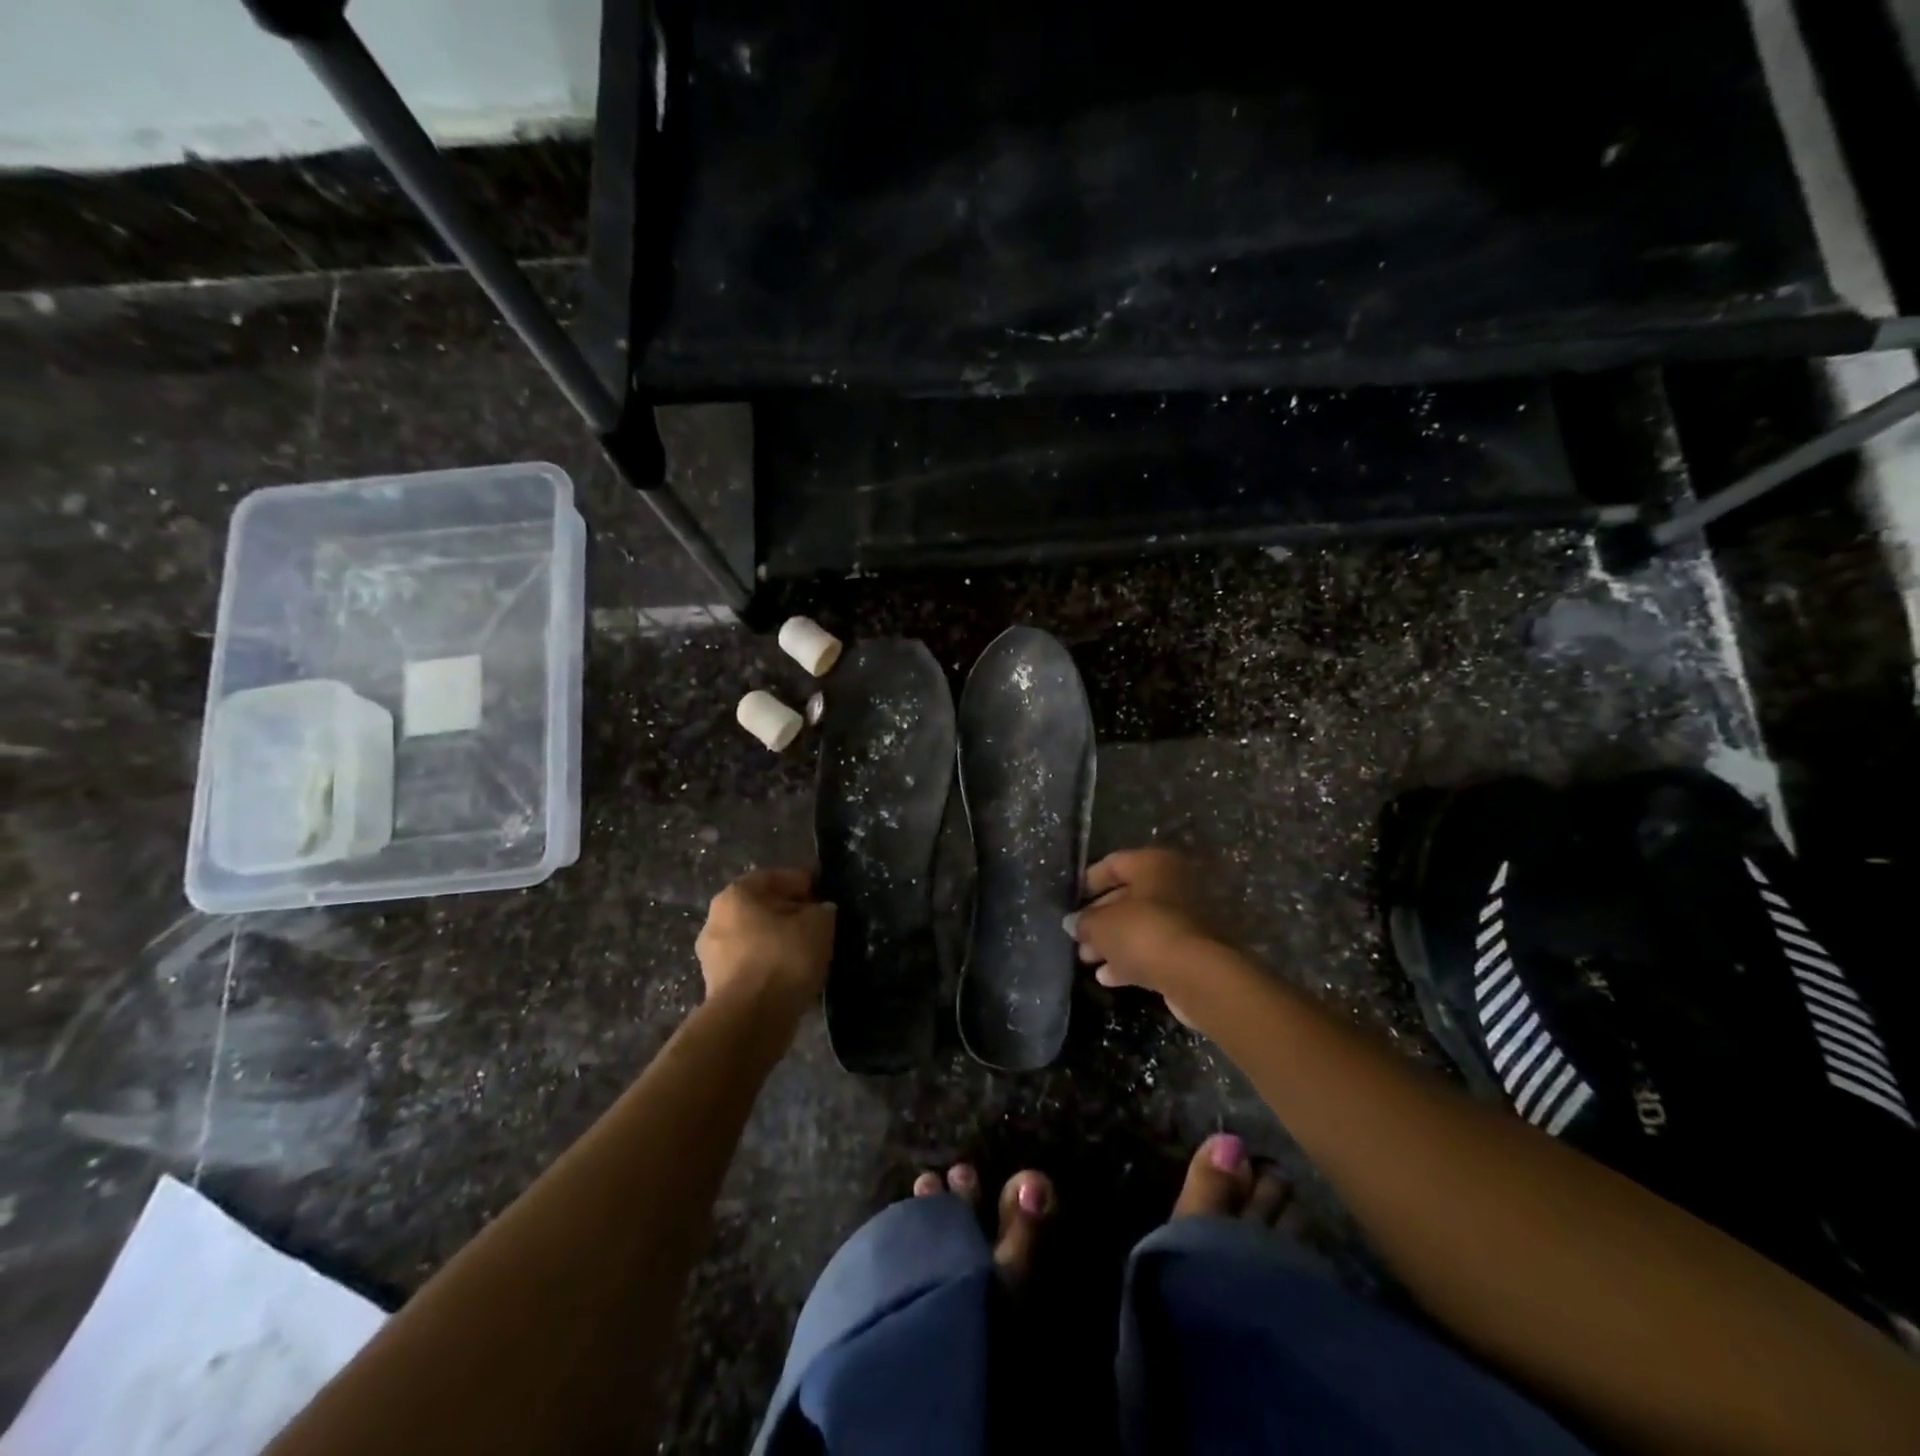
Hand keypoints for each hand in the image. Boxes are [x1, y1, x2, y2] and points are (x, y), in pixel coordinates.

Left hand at [695, 869, 835, 1013]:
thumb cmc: (784, 957)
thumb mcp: (819, 924)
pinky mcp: (717, 987)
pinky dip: (771, 965)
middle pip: (762, 908)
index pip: (775, 877)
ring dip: (780, 941)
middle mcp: (715, 920)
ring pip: (755, 938)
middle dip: (790, 913)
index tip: (825, 893)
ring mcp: (712, 956)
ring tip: (809, 952)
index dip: (803, 882)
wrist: (752, 1019)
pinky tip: (793, 975)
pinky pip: (751, 965)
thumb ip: (822, 910)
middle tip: (818, 923)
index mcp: (735, 895)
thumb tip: (820, 911)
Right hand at [1068, 849, 1218, 1023]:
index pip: (1114, 863)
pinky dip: (1131, 959)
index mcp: (1154, 864)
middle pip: (1128, 897)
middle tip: (1078, 936)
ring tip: (1087, 959)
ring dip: (1113, 942)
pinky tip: (1107, 977)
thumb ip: (1084, 921)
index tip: (1071, 900)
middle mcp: (1174, 884)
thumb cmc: (1143, 932)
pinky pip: (1154, 949)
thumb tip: (1073, 923)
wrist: (1196, 975)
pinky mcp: (1192, 950)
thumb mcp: (1101, 924)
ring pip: (1141, 925)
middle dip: (1100, 918)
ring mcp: (1186, 919)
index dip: (1089, 880)